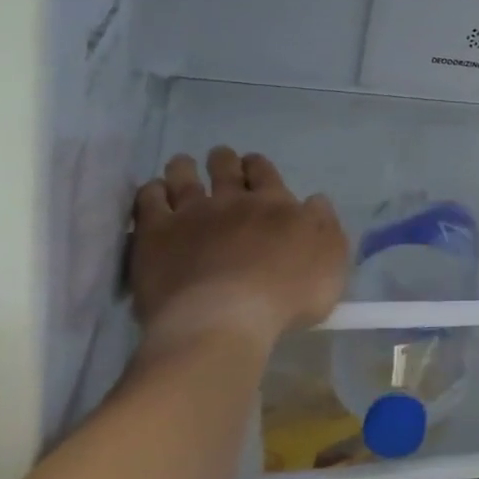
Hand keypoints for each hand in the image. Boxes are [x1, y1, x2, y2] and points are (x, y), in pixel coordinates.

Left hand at [129, 148, 347, 362]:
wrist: (223, 320)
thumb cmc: (286, 295)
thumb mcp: (330, 261)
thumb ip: (325, 226)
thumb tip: (315, 201)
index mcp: (275, 205)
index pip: (265, 173)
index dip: (258, 166)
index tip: (253, 164)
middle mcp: (232, 202)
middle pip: (226, 170)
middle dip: (224, 161)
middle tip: (220, 158)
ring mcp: (191, 216)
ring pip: (184, 178)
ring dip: (184, 168)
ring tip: (182, 164)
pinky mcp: (155, 236)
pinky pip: (149, 202)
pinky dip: (151, 192)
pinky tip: (152, 192)